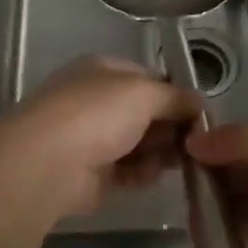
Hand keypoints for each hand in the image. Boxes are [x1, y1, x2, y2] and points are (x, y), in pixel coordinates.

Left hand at [0, 57, 199, 217]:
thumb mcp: (145, 93)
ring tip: (175, 162)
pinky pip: (126, 171)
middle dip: (170, 127)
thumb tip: (198, 105)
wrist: (47, 163)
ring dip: (159, 152)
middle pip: (146, 113)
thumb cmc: (97, 114)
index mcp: (104, 71)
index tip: (199, 115)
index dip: (175, 95)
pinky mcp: (90, 174)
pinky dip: (140, 173)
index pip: (149, 78)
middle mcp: (96, 100)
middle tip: (194, 143)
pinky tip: (148, 177)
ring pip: (139, 143)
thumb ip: (177, 97)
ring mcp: (91, 137)